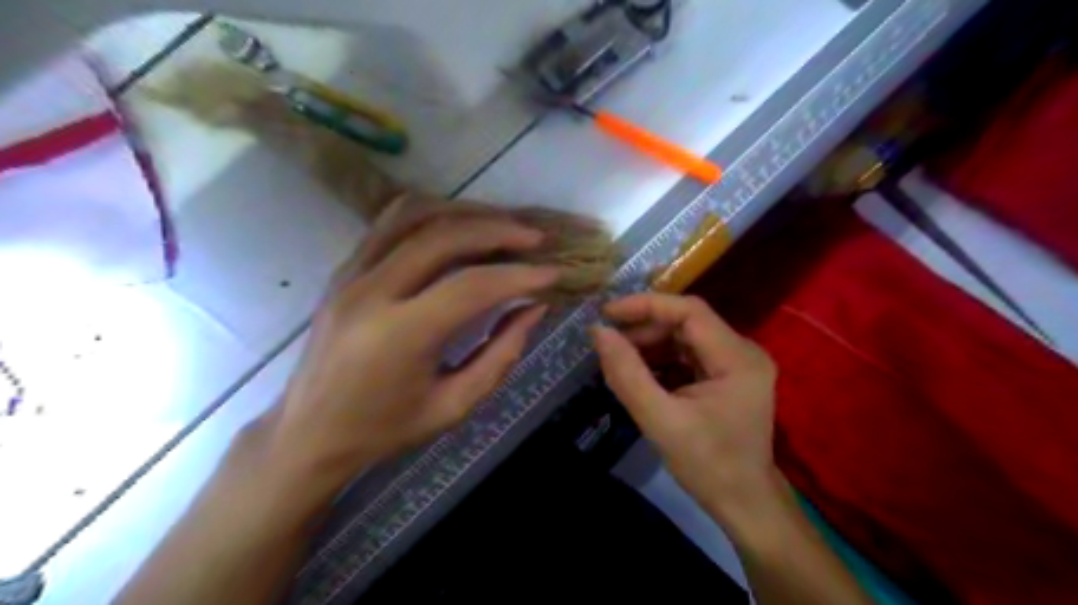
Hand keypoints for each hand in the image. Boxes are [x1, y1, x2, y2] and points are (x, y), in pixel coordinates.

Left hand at [273, 201, 556, 493]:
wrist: (308, 433)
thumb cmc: (384, 430)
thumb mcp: (453, 406)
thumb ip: (500, 355)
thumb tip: (535, 309)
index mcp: (399, 336)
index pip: (471, 287)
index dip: (519, 276)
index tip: (554, 273)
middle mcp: (370, 293)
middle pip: (442, 237)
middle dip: (498, 230)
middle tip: (536, 239)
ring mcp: (350, 275)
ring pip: (412, 215)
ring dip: (465, 213)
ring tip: (502, 224)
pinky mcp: (343, 270)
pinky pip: (389, 223)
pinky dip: (432, 215)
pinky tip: (459, 227)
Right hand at [593, 295, 779, 521]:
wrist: (744, 503)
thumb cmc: (707, 466)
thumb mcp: (660, 420)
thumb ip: (627, 374)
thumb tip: (599, 333)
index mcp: (738, 358)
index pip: (690, 311)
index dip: (646, 305)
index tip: (607, 313)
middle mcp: (743, 352)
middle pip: (687, 322)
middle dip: (645, 329)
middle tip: (610, 343)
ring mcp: (737, 363)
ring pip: (686, 337)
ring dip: (651, 344)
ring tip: (620, 359)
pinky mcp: (728, 375)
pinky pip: (689, 355)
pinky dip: (662, 359)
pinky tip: (640, 373)